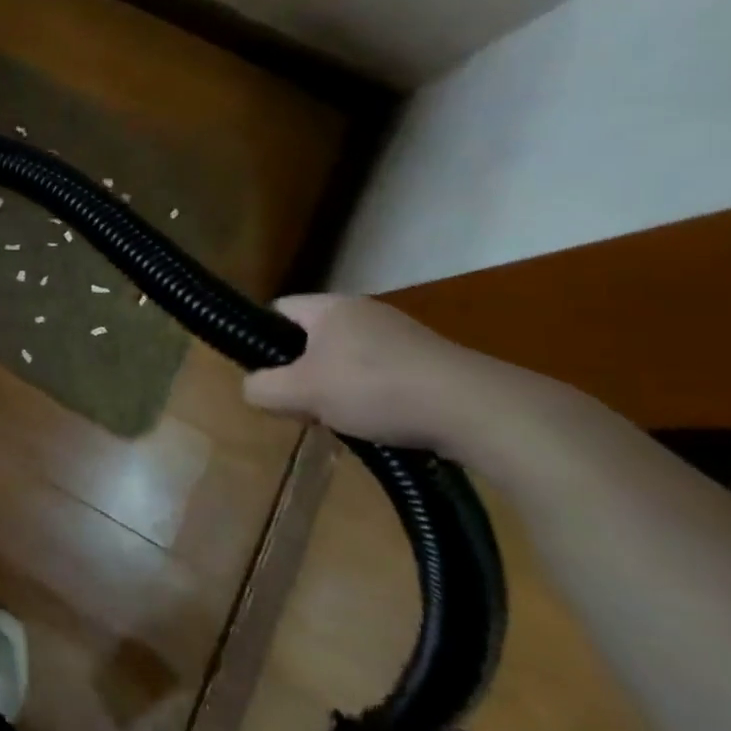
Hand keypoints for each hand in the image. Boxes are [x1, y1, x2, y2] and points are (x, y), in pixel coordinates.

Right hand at [241, 294, 500, 454]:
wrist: (478, 410)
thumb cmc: (376, 389)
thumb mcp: (302, 393)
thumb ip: (263, 388)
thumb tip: (253, 389)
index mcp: (330, 306)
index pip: (278, 310)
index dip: (263, 338)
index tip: (266, 373)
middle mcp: (365, 311)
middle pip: (313, 338)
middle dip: (303, 371)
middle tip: (302, 403)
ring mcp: (403, 335)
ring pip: (349, 359)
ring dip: (339, 387)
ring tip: (343, 420)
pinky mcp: (434, 362)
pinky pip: (385, 374)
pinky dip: (376, 397)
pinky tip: (382, 424)